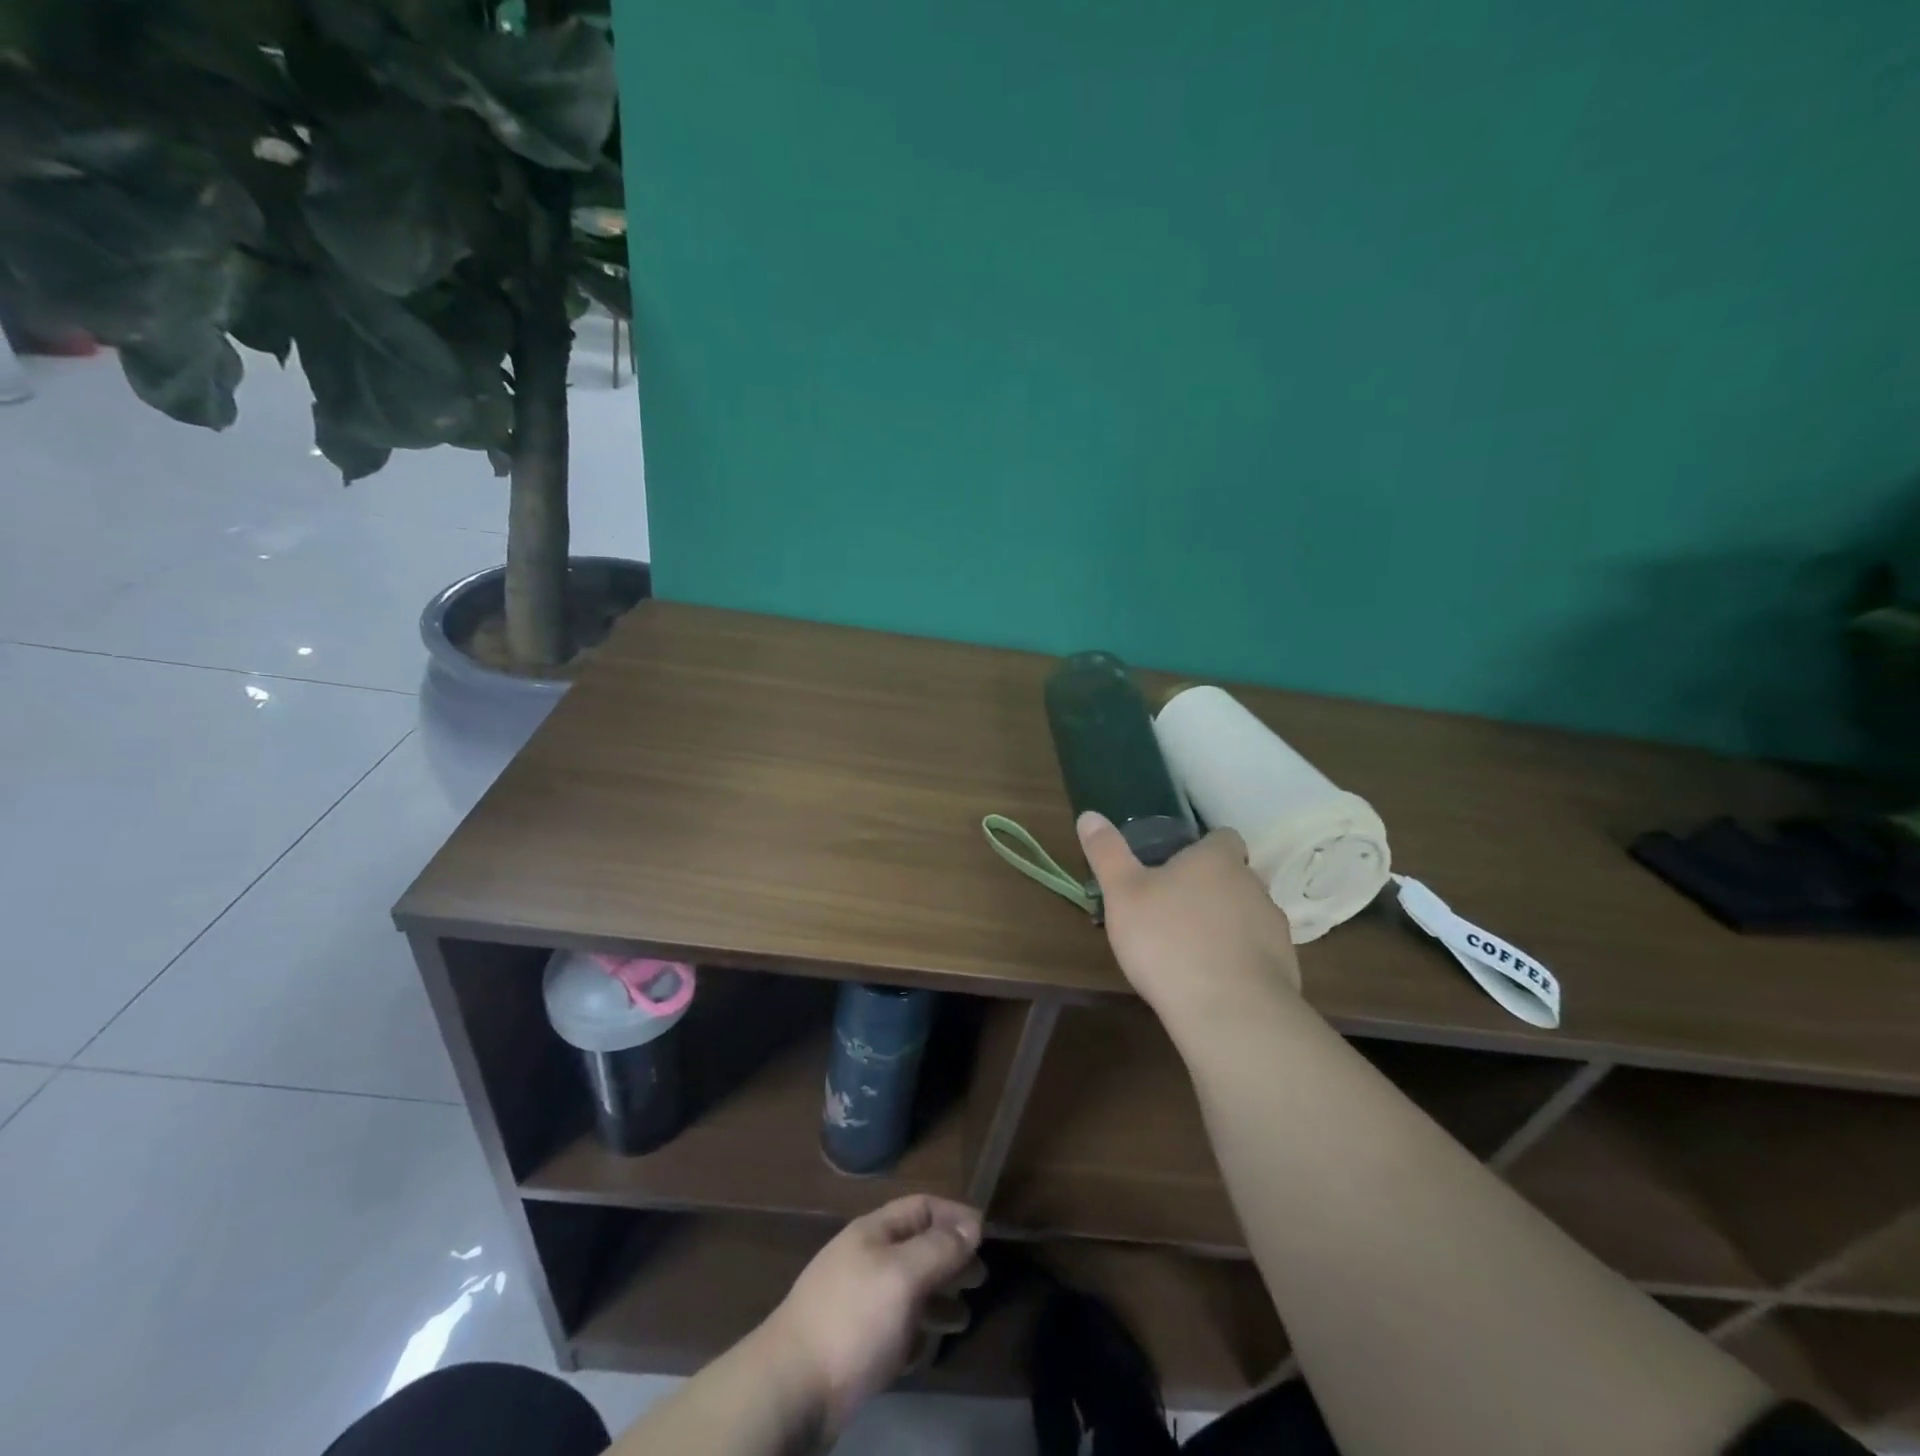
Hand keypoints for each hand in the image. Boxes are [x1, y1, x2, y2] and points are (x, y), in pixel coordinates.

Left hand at [756, 1194, 982, 1439]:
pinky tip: (927, 1348)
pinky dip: (915, 1332)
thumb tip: (972, 1224)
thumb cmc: (853, 1318)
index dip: (954, 1214)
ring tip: (964, 1317)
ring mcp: (857, 1301)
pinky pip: (893, 1327)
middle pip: (917, 1247)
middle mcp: (866, 1259)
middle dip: (950, 1258)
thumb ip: (939, 1248)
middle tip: (981, 1277)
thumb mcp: (902, 1275)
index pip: (921, 1207)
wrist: (792, 1387)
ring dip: (938, 1298)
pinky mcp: (853, 1343)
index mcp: (874, 1232)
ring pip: (908, 1290)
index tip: (986, 1232)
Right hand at [1078, 810, 1300, 1023]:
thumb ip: (1107, 853)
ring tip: (1192, 950)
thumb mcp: (1122, 893)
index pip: (1223, 837)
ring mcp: (1274, 928)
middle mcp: (1253, 885)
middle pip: (1235, 877)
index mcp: (1217, 860)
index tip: (1179, 865)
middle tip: (1174, 910)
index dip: (1204, 847)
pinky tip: (1213, 982)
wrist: (1229, 1011)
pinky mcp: (1285, 968)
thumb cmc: (1168, 940)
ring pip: (1248, 916)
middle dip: (1211, 889)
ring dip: (1227, 925)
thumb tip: (1089, 815)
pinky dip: (1239, 961)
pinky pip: (1259, 955)